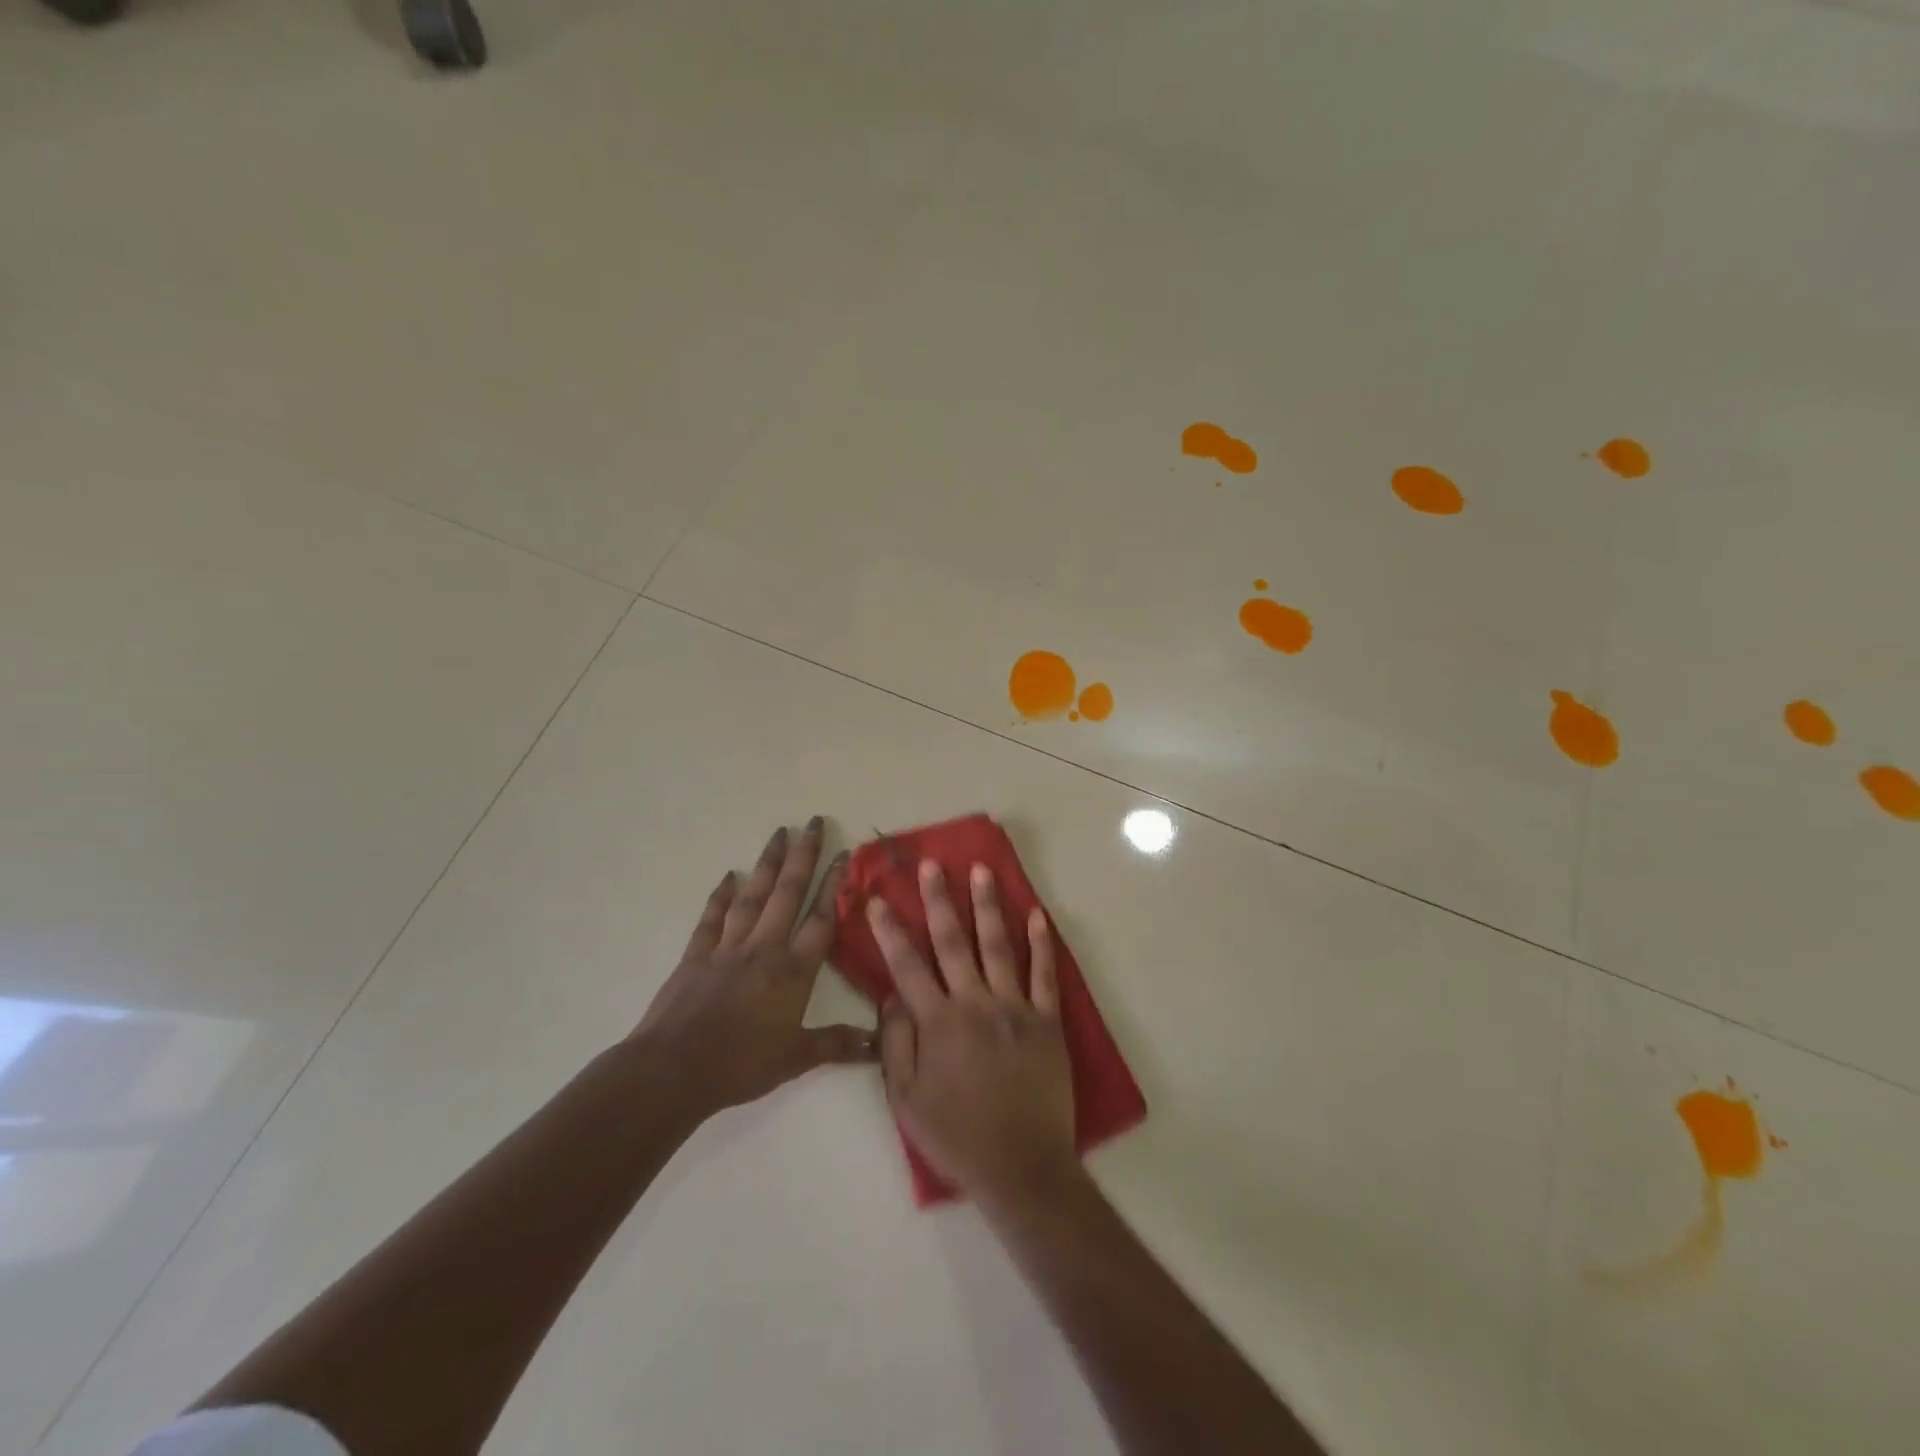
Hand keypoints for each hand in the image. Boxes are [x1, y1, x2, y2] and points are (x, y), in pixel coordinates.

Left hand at [634, 818, 872, 1119]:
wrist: (672, 1070)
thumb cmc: (740, 1064)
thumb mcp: (796, 1059)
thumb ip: (837, 1045)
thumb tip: (879, 1043)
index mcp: (792, 971)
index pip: (821, 920)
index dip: (835, 886)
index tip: (844, 854)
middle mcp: (763, 948)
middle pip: (788, 893)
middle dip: (803, 856)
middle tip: (814, 822)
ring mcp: (727, 948)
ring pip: (753, 896)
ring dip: (767, 863)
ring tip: (779, 832)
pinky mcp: (696, 956)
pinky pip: (712, 918)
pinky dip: (720, 896)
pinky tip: (728, 877)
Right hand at [868, 860, 1076, 1205]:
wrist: (1022, 1167)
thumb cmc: (957, 1137)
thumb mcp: (906, 1101)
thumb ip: (895, 1044)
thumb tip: (892, 996)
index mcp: (938, 1023)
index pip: (907, 966)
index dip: (889, 930)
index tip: (876, 899)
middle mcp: (975, 1004)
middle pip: (953, 942)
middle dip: (939, 900)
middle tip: (932, 864)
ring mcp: (1015, 1008)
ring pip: (998, 946)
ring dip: (988, 905)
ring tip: (981, 870)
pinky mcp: (1047, 1020)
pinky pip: (1045, 974)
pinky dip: (1042, 943)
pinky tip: (1037, 914)